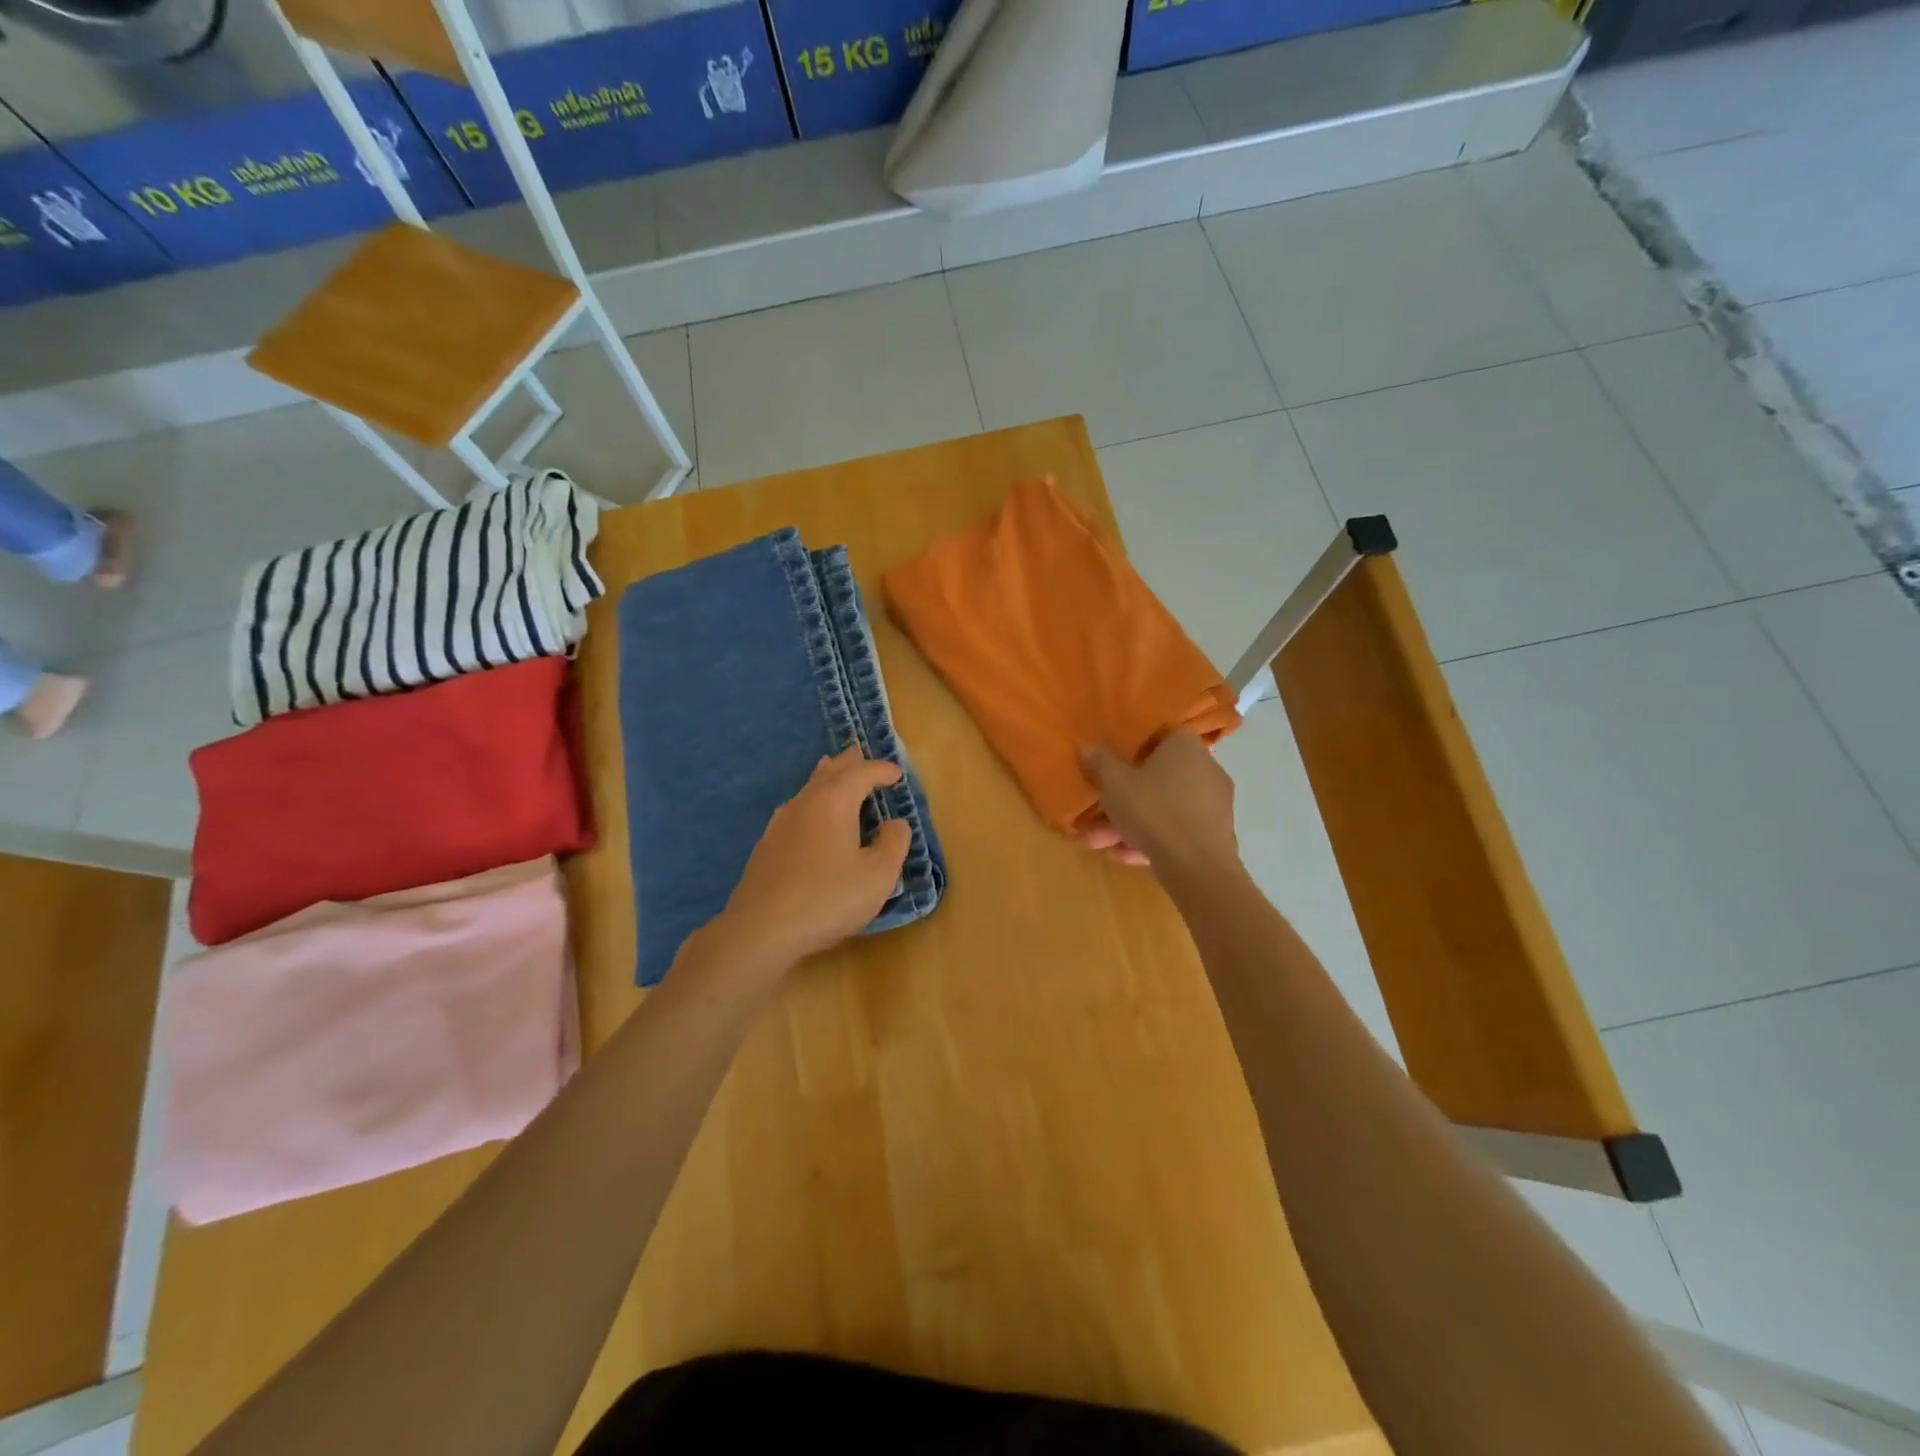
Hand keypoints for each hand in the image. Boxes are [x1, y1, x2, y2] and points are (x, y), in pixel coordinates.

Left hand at [712, 747, 912, 968]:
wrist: (762, 929)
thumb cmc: (828, 897)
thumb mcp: (878, 875)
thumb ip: (893, 844)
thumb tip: (896, 824)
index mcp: (834, 802)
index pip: (862, 774)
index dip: (881, 770)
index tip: (896, 774)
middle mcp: (805, 803)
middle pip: (828, 773)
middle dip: (848, 763)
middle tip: (859, 753)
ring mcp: (780, 824)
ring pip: (807, 789)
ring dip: (825, 778)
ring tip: (832, 772)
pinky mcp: (766, 847)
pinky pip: (795, 810)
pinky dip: (811, 803)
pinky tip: (808, 817)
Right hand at [1080, 730, 1238, 873]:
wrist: (1197, 867)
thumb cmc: (1154, 811)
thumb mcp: (1114, 783)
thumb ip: (1099, 762)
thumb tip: (1087, 745)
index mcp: (1185, 745)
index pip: (1158, 736)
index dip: (1131, 749)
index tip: (1111, 766)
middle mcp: (1206, 767)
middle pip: (1156, 778)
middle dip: (1123, 800)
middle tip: (1095, 817)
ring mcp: (1214, 803)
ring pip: (1163, 808)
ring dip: (1131, 824)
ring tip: (1102, 845)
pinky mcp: (1216, 834)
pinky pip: (1176, 829)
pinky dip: (1152, 839)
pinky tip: (1126, 857)